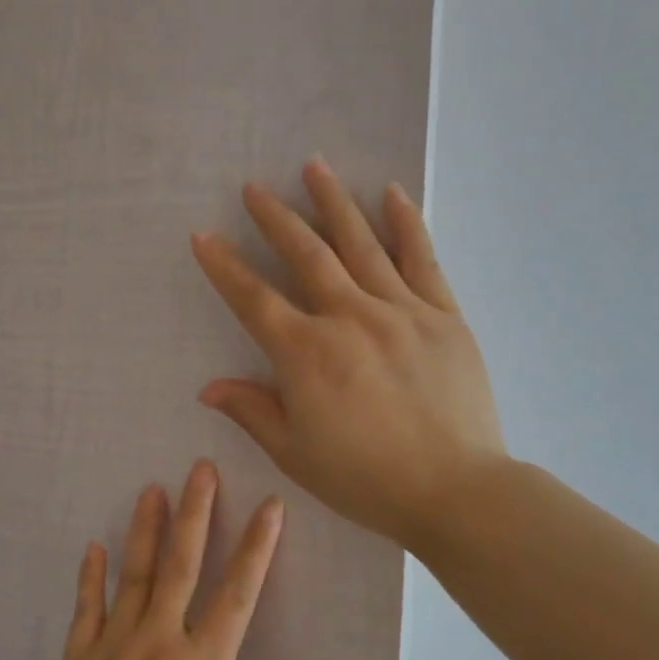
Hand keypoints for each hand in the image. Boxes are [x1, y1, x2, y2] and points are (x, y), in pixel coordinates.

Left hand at [26, 462, 320, 659]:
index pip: (238, 593)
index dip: (257, 547)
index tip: (269, 507)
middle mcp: (160, 642)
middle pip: (181, 565)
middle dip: (195, 513)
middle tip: (199, 469)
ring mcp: (113, 647)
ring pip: (134, 576)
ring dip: (145, 530)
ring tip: (152, 489)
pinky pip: (85, 610)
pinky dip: (91, 578)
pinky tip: (94, 548)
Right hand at [191, 158, 506, 547]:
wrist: (454, 491)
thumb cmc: (366, 480)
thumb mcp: (295, 453)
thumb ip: (253, 411)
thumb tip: (209, 388)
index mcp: (307, 354)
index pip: (254, 300)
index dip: (225, 267)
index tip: (204, 236)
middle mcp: (349, 318)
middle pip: (307, 255)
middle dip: (276, 218)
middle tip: (256, 188)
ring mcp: (401, 311)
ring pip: (362, 244)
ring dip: (334, 203)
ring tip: (314, 167)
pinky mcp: (444, 316)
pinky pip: (422, 260)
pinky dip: (406, 224)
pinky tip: (393, 194)